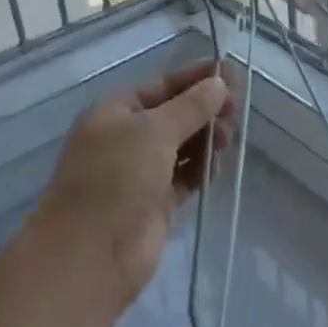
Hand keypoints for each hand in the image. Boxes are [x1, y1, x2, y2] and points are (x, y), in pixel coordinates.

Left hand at [33, 61, 235, 303]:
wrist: (92, 251)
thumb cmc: (117, 176)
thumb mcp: (154, 131)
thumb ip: (190, 107)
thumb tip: (217, 84)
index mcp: (115, 112)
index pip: (162, 86)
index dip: (195, 79)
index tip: (231, 74)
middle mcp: (126, 138)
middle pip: (174, 116)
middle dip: (204, 112)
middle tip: (235, 114)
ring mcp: (140, 172)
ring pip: (182, 147)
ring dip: (206, 140)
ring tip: (227, 140)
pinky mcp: (154, 203)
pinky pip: (184, 177)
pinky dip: (200, 170)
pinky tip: (216, 168)